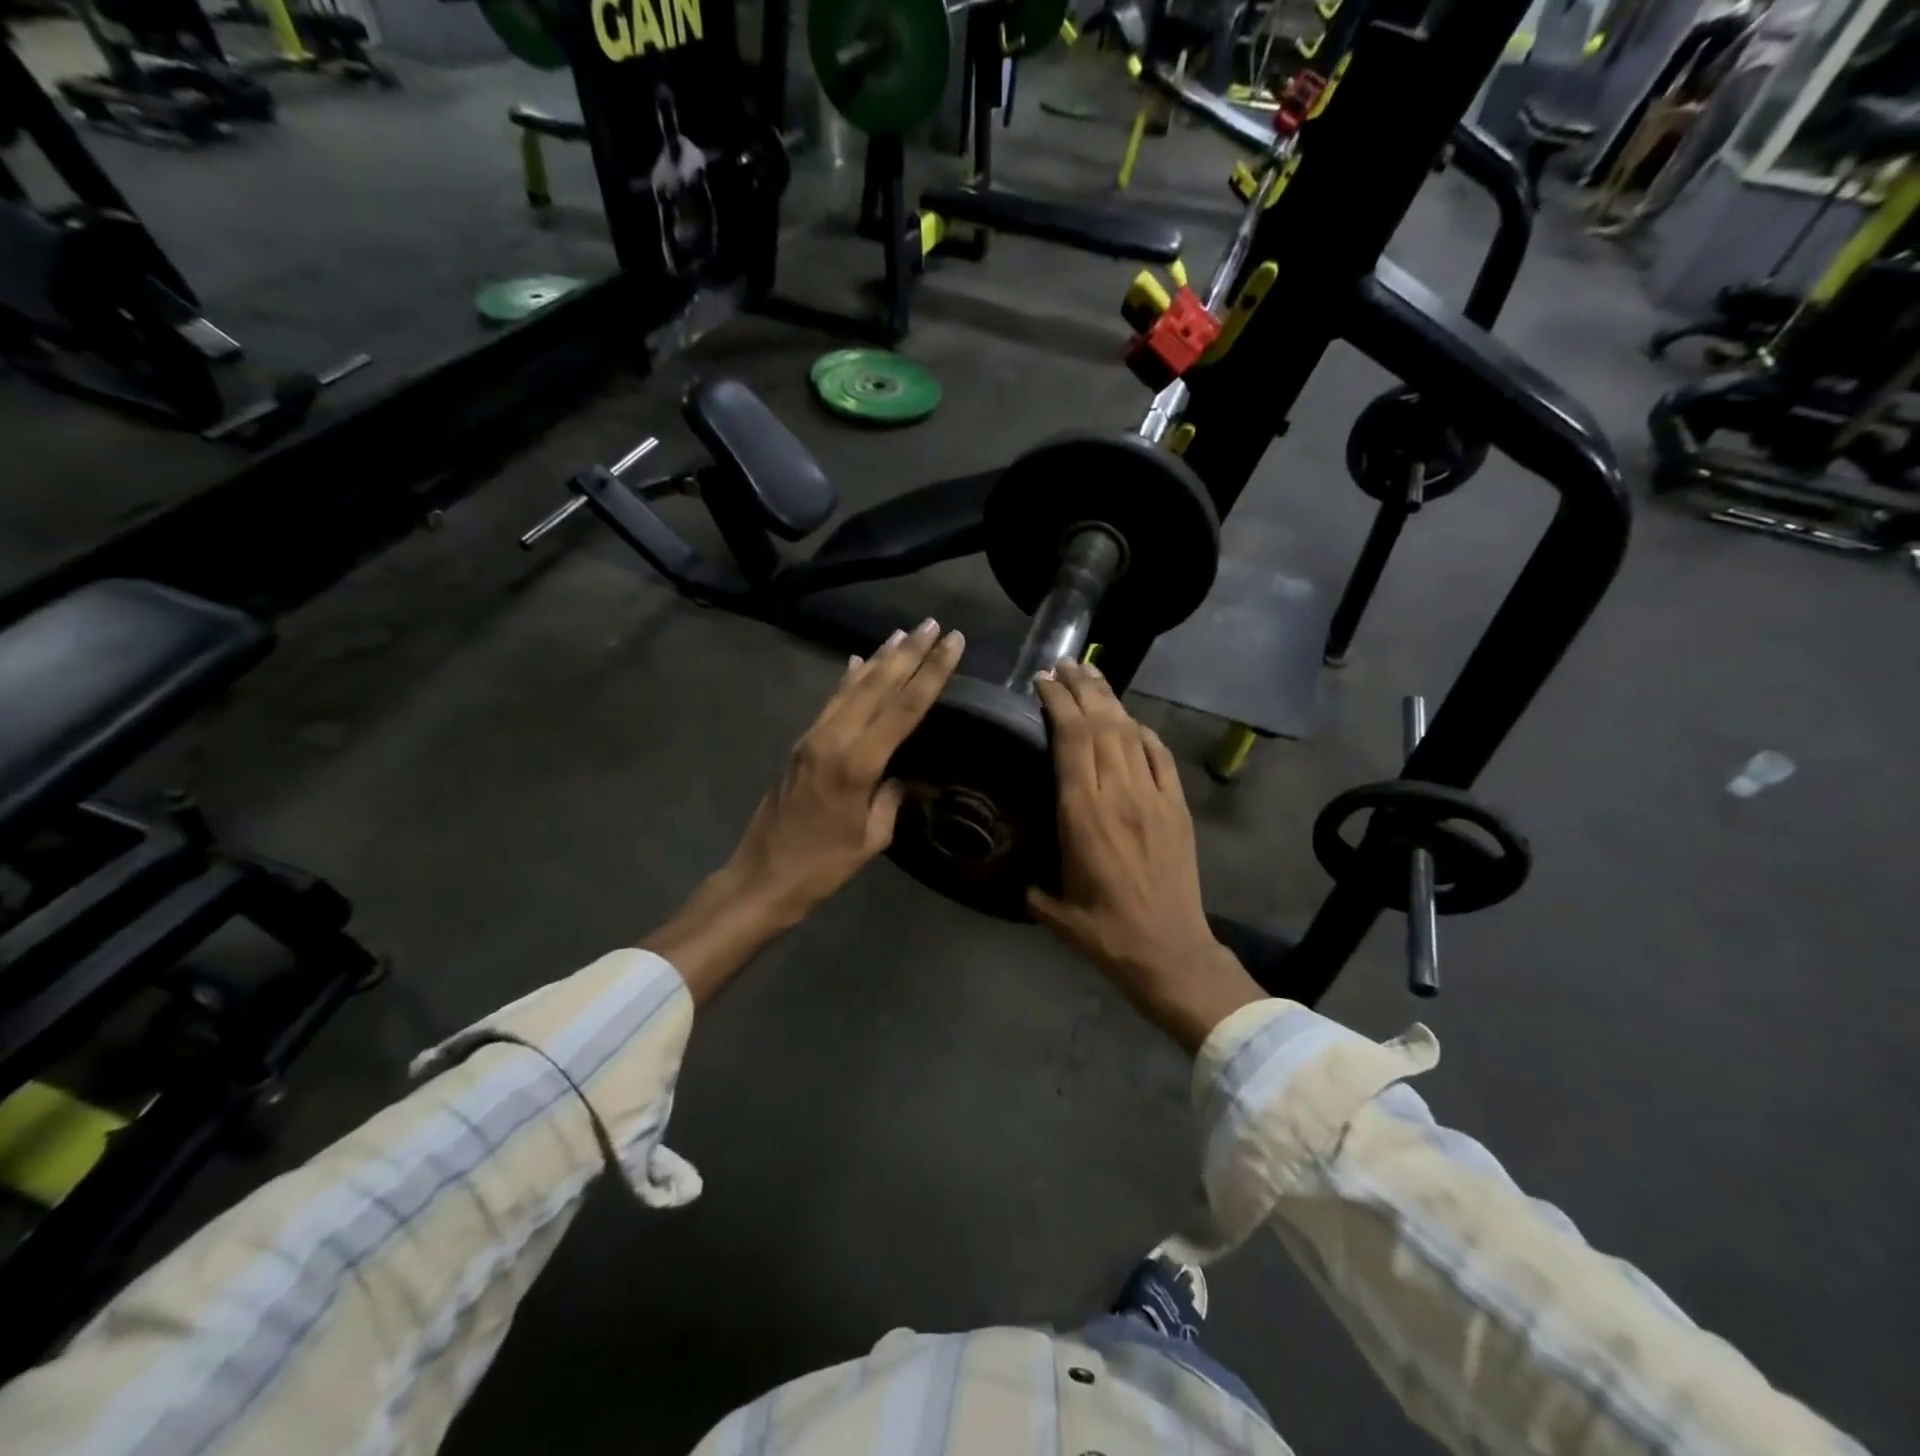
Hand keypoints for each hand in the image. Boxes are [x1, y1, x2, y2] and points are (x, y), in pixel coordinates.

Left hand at [643, 619, 963, 1001]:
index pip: (903, 707)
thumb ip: (893, 798)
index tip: (953, 643)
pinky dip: (848, 680)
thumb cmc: (823, 866)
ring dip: (879, 658)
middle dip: (908, 652)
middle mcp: (833, 740)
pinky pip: (831, 702)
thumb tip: (913, 778)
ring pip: (851, 687)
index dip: (931, 672)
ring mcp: (812, 739)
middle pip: (877, 685)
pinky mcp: (801, 745)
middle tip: (933, 624)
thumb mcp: (871, 837)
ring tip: (902, 633)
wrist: (762, 877)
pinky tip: (857, 663)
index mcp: (857, 764)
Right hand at [1029, 660, 1263, 1052]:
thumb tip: (1016, 864)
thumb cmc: (1104, 933)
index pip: (1071, 741)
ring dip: (1110, 700)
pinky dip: (1143, 731)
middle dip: (1081, 688)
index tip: (1042, 681)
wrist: (1170, 951)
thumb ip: (1031, 878)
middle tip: (1063, 664)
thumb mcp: (1051, 907)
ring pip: (1130, 733)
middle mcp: (1119, 795)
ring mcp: (1154, 798)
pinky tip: (1130, 721)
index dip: (1058, 704)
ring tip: (1090, 677)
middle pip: (1101, 725)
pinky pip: (1160, 756)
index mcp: (1083, 815)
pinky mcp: (1178, 808)